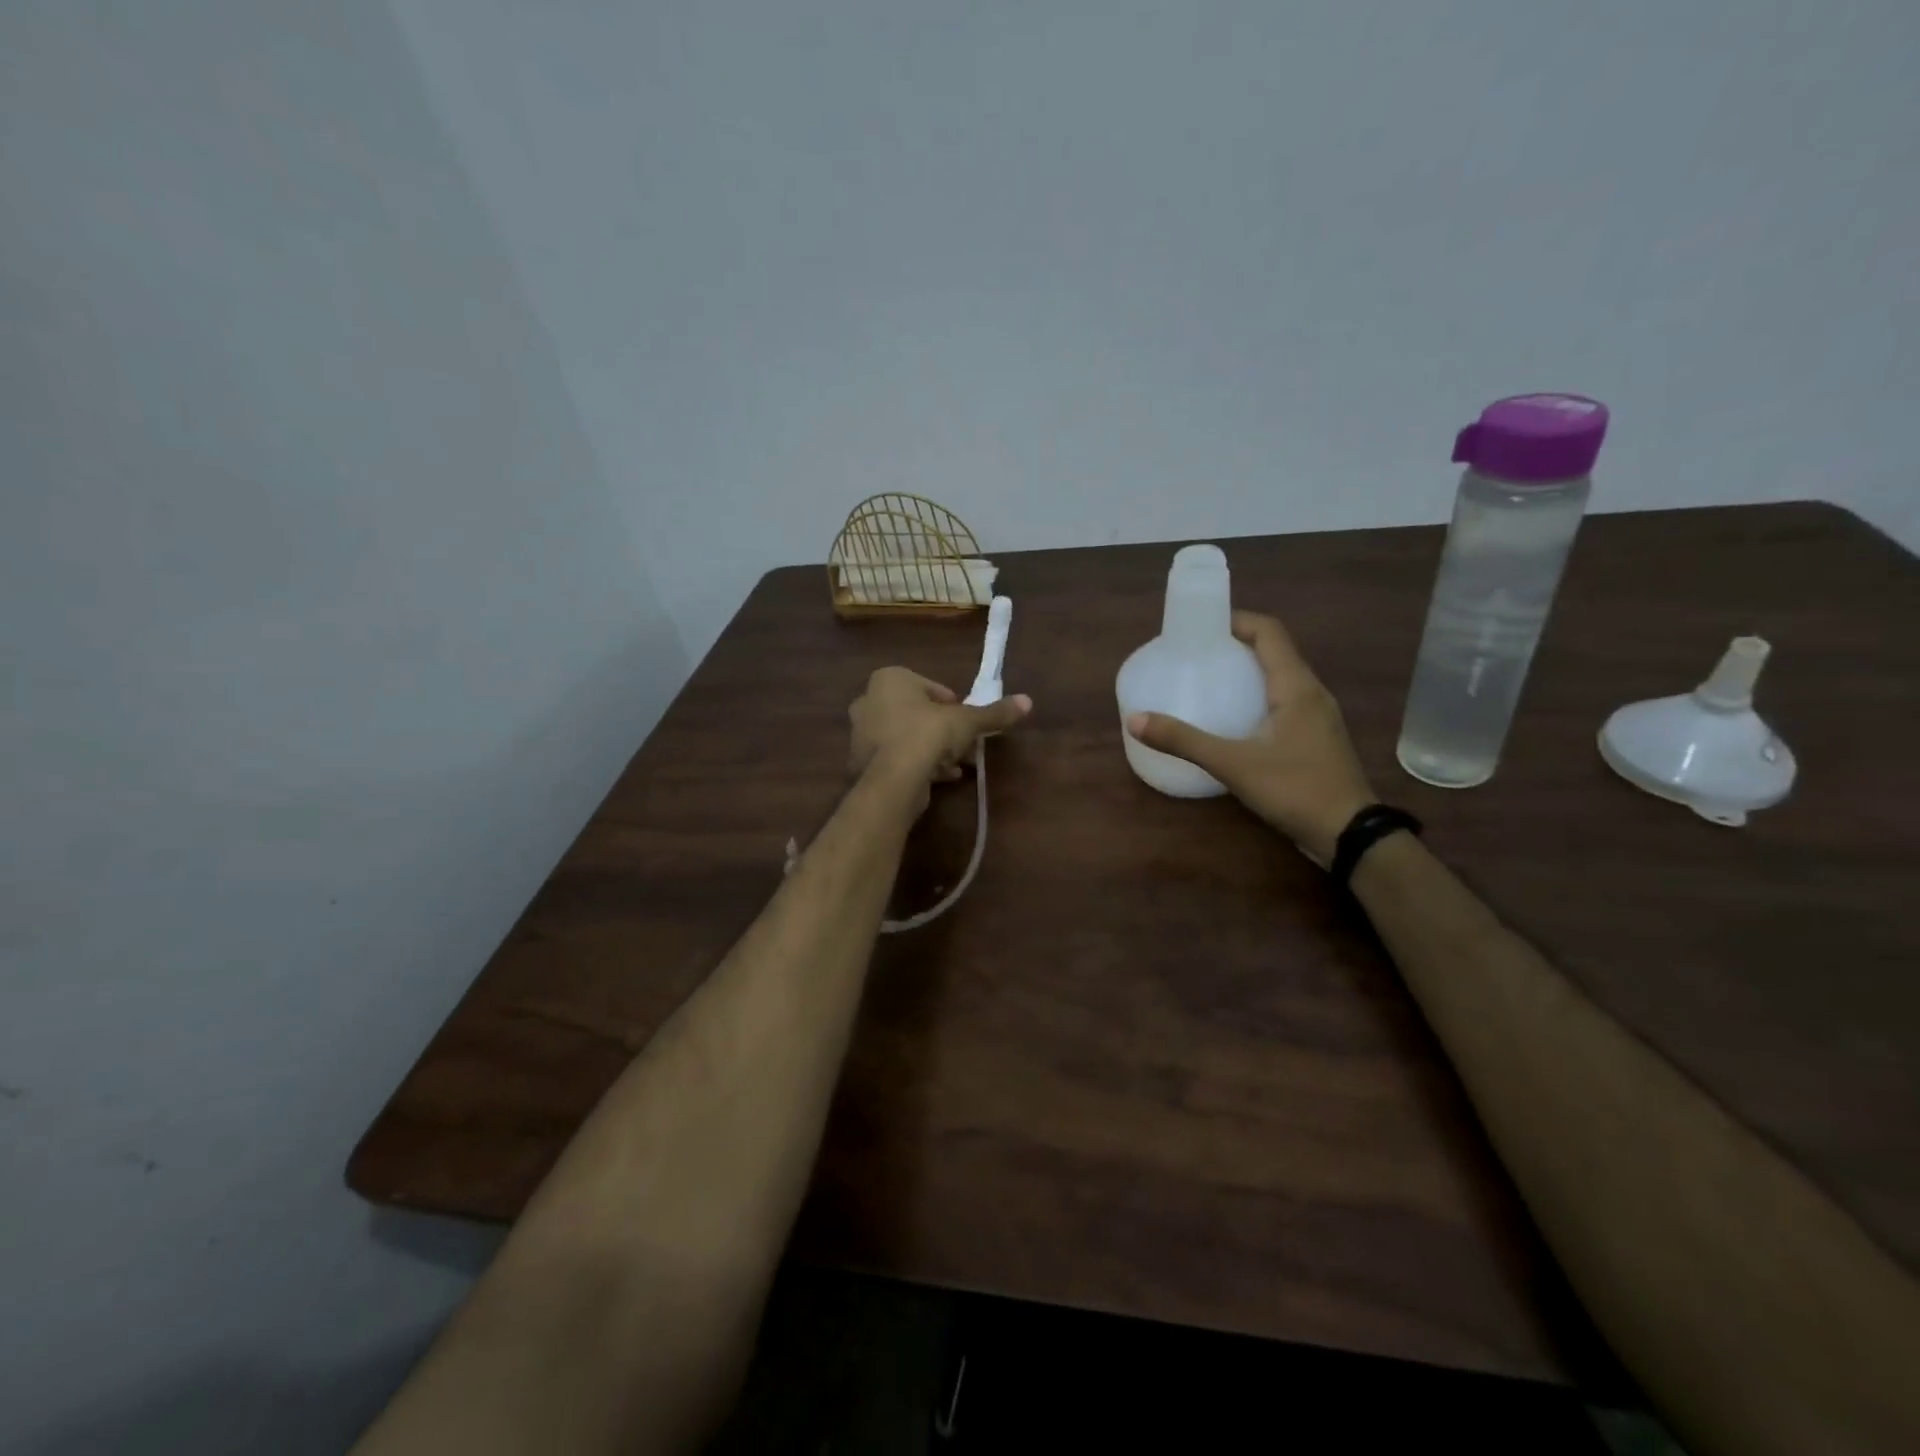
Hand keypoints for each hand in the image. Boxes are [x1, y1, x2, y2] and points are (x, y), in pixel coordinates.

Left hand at [849, 667, 1031, 796]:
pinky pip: (896, 758)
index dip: (952, 705)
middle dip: (941, 729)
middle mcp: (869, 700)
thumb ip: (994, 712)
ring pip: (906, 737)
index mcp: (889, 679)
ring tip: (957, 764)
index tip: (966, 721)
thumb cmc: (928, 734)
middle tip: (963, 744)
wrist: (894, 778)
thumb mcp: (967, 721)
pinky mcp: (861, 762)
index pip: (929, 687)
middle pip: (916, 713)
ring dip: (931, 749)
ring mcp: (860, 733)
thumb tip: (1027, 701)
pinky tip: (941, 777)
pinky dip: (917, 765)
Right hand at [1126, 611, 1374, 864]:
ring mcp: (1319, 717)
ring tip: (1210, 681)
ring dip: (1249, 672)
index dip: (1236, 619)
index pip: (1269, 631)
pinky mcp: (1317, 739)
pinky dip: (1259, 697)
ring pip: (1282, 678)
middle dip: (1237, 645)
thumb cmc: (1295, 789)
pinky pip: (1286, 703)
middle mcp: (1312, 692)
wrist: (1350, 835)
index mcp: (1296, 686)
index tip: (1202, 624)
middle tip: (1197, 654)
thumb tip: (1135, 720)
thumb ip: (1184, 740)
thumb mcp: (1233, 764)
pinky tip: (1236, 720)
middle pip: (1275, 651)